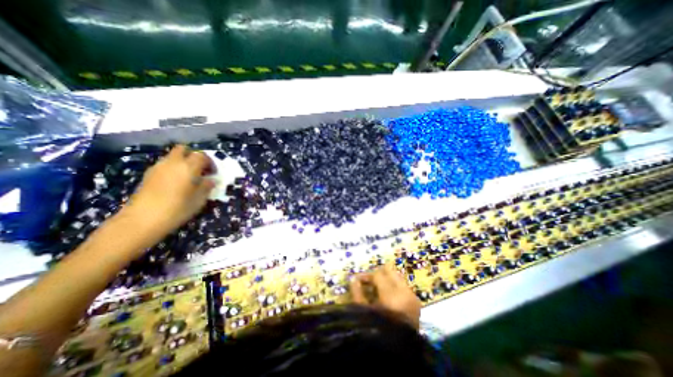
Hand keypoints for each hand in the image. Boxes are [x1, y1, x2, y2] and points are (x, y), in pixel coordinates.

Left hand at [123, 146, 212, 236]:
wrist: (142, 220)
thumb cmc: (177, 209)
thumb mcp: (199, 200)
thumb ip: (207, 187)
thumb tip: (211, 180)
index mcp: (188, 167)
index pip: (202, 156)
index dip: (210, 163)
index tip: (213, 173)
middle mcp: (173, 163)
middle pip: (184, 149)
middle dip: (193, 156)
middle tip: (199, 169)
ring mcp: (158, 167)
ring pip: (172, 156)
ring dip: (182, 162)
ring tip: (188, 178)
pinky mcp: (148, 174)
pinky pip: (164, 165)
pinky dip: (172, 169)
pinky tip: (175, 183)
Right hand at [346, 263, 419, 327]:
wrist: (399, 355)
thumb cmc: (378, 333)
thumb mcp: (364, 313)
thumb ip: (357, 293)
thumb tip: (353, 278)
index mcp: (392, 296)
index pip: (377, 275)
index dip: (366, 276)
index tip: (357, 280)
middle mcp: (405, 292)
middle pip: (390, 271)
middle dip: (378, 274)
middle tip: (368, 283)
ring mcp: (413, 297)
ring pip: (397, 277)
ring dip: (386, 280)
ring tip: (376, 290)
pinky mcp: (417, 302)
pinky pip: (403, 286)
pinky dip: (393, 287)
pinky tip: (386, 297)